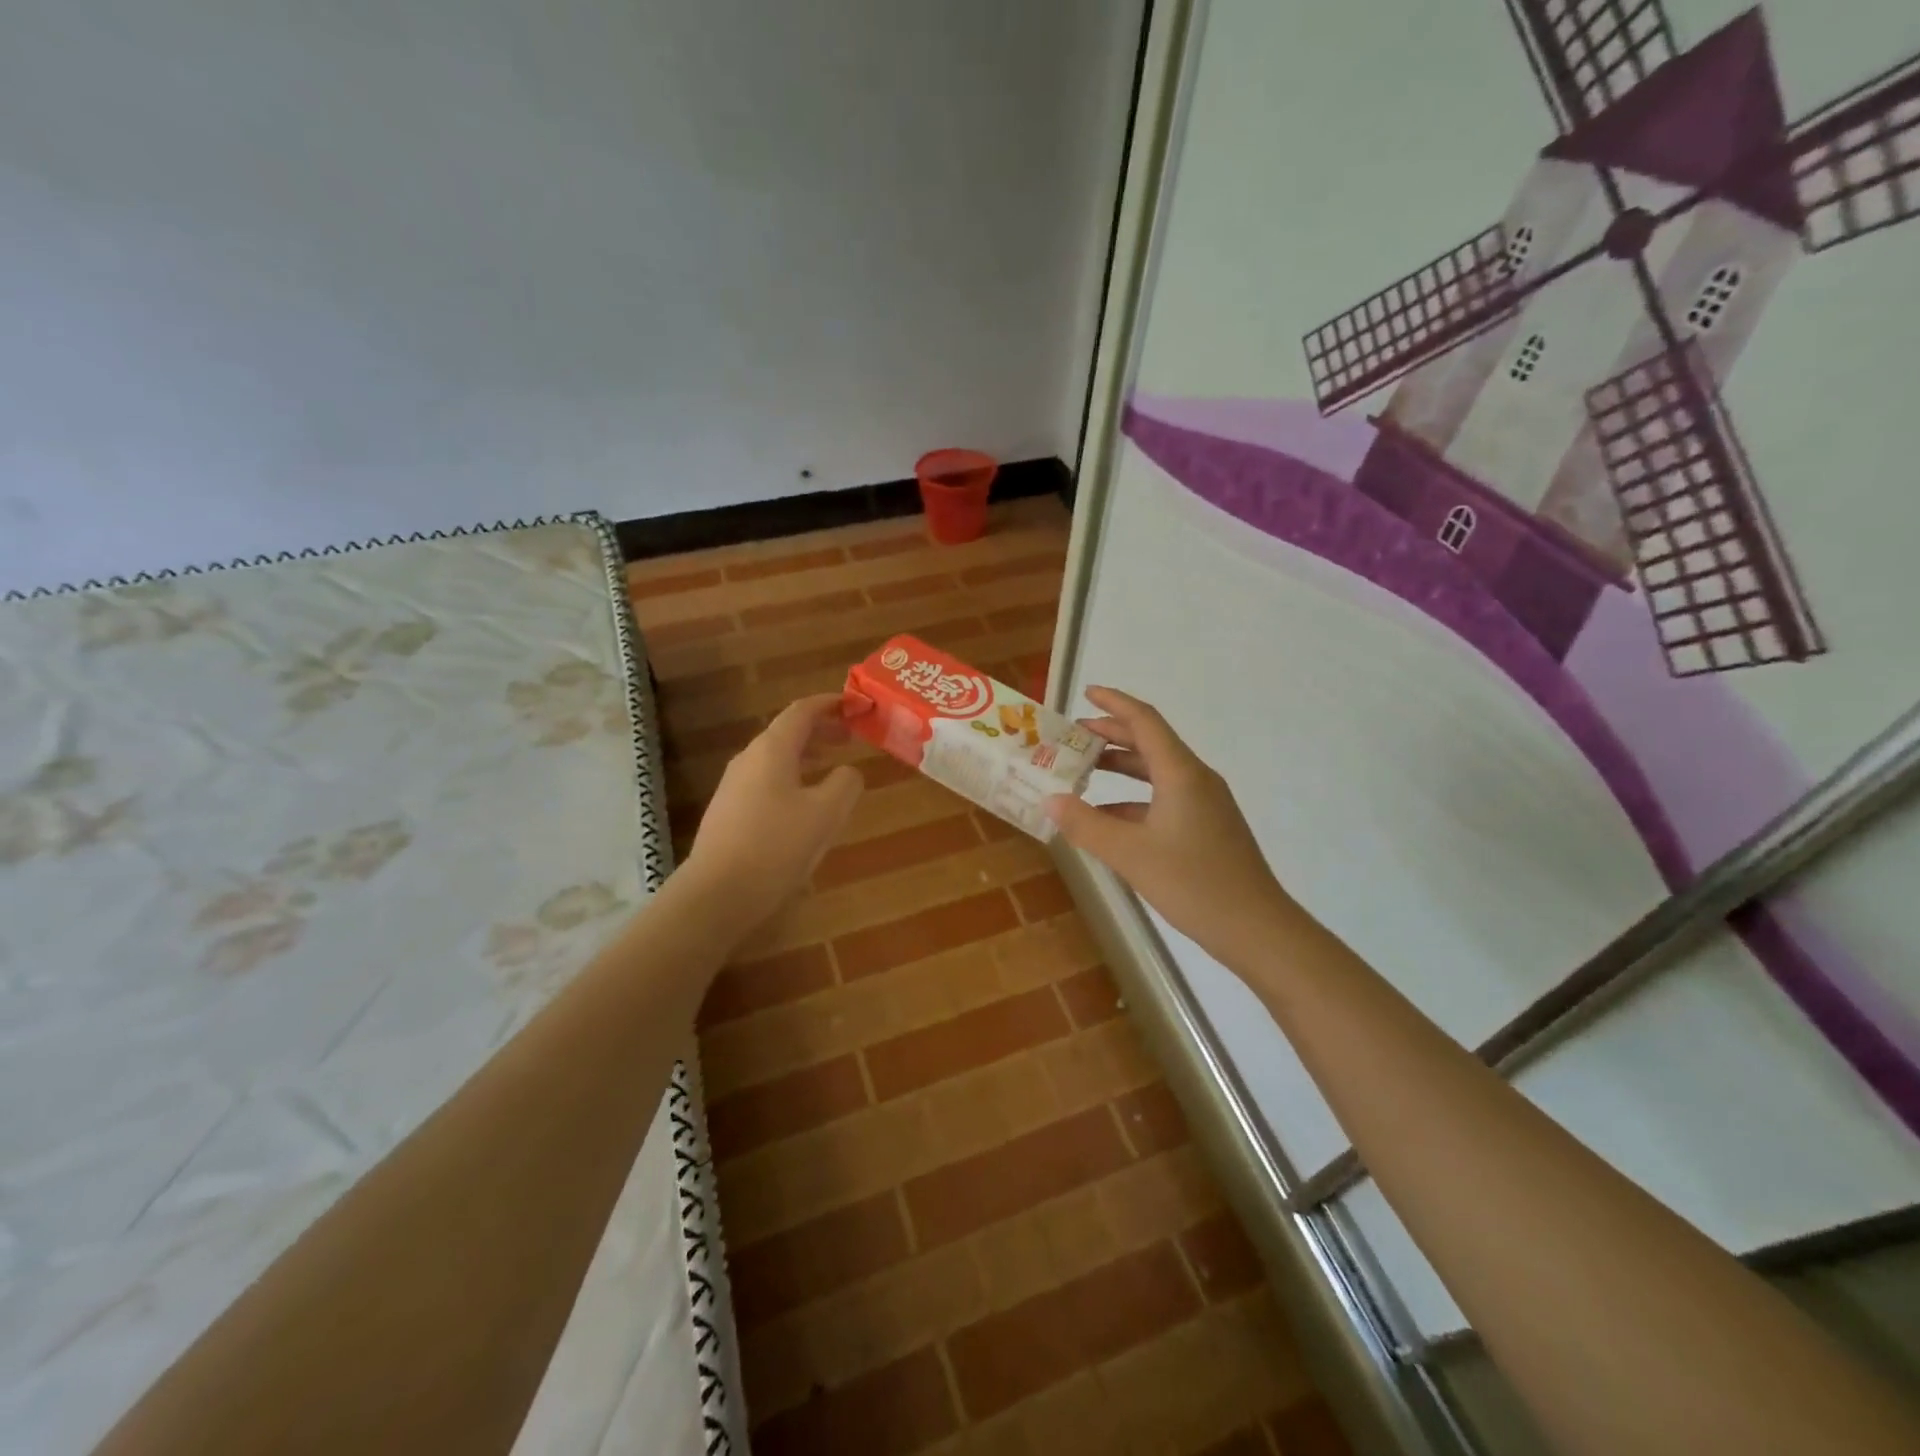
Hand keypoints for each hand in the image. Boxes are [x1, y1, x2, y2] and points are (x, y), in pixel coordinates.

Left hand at [682, 694, 862, 927]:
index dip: (830, 703)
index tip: (855, 704)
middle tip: (850, 737)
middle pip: (787, 732)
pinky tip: (805, 804)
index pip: (802, 711)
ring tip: (832, 767)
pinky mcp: (729, 812)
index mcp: (772, 750)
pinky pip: (766, 781)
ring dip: (807, 755)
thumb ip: (846, 783)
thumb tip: (848, 772)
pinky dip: (792, 778)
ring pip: (776, 758)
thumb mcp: (826, 813)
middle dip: (821, 730)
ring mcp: (734, 786)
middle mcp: (749, 759)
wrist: (717, 893)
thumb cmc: (776, 845)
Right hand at [1044, 687, 1297, 965]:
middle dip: (1112, 734)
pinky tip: (1108, 818)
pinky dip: (1133, 799)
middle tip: (1073, 735)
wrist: (1256, 928)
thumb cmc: (1193, 883)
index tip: (1086, 692)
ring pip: (1156, 772)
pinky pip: (1163, 798)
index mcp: (1181, 773)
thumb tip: (1050, 800)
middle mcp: (1195, 779)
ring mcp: (1204, 804)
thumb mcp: (1130, 854)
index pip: (1145, 721)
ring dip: (1121, 768)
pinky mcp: (1206, 827)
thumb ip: (1086, 825)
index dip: (1114, 703)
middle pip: (1150, 743)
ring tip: (1084, 772)